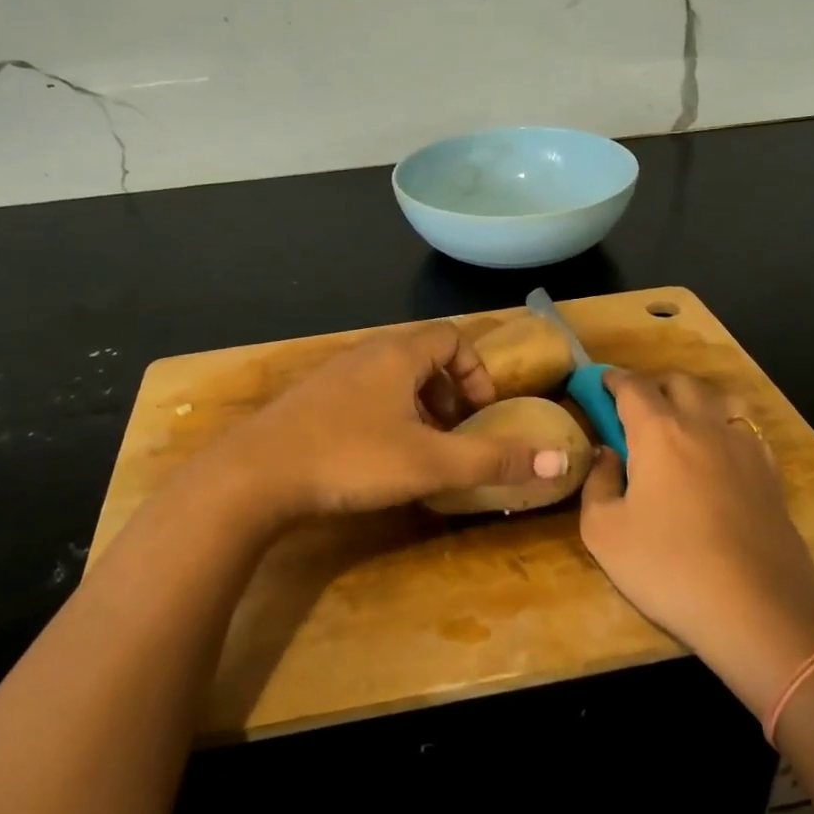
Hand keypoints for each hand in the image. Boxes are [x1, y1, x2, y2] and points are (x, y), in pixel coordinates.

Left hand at [221, 322, 568, 519]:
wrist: (253, 477)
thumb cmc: (350, 459)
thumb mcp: (430, 463)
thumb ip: (494, 461)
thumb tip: (560, 462)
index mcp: (396, 355)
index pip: (450, 337)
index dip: (474, 371)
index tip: (479, 413)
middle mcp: (364, 354)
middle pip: (420, 356)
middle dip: (447, 392)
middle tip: (453, 434)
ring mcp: (331, 376)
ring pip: (389, 378)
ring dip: (415, 407)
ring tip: (419, 449)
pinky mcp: (308, 402)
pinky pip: (361, 396)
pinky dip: (383, 417)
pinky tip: (374, 459)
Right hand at [579, 371, 813, 716]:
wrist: (759, 611)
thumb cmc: (669, 568)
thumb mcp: (604, 532)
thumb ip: (597, 484)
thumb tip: (606, 455)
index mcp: (660, 432)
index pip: (633, 386)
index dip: (612, 379)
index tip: (597, 383)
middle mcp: (704, 425)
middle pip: (678, 382)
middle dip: (651, 384)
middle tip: (632, 406)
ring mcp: (744, 447)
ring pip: (718, 397)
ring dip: (692, 398)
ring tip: (677, 421)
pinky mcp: (770, 473)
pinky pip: (743, 428)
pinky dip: (722, 425)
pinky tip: (715, 453)